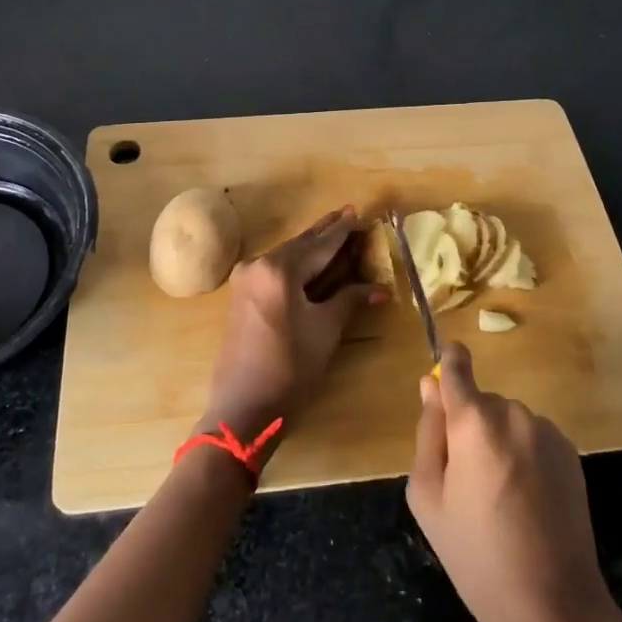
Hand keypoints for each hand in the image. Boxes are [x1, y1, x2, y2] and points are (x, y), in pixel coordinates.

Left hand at [201, 207, 383, 443]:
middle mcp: (259, 265)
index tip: (359, 213)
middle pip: (301, 244)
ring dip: (312, 247)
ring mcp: (246, 279)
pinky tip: (311, 260)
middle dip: (326, 232)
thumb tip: (379, 288)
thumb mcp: (325, 330)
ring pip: (287, 255)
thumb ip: (350, 300)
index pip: (320, 244)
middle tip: (349, 213)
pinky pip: (275, 268)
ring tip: (335, 233)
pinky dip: (297, 263)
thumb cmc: (290, 368)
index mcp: (280, 269)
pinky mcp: (242, 294)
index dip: (343, 231)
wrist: (243, 408)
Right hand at [407, 343, 609, 621]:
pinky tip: (527, 501)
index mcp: (474, 422)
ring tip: (500, 498)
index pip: (457, 367)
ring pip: (508, 421)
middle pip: (481, 403)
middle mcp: (514, 413)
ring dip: (499, 442)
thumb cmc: (475, 554)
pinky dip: (525, 456)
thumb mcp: (428, 496)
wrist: (552, 604)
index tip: (444, 370)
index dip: (449, 364)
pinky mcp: (571, 453)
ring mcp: (547, 432)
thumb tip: (429, 385)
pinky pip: (534, 438)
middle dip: (470, 427)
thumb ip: (428, 432)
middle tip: (466, 481)